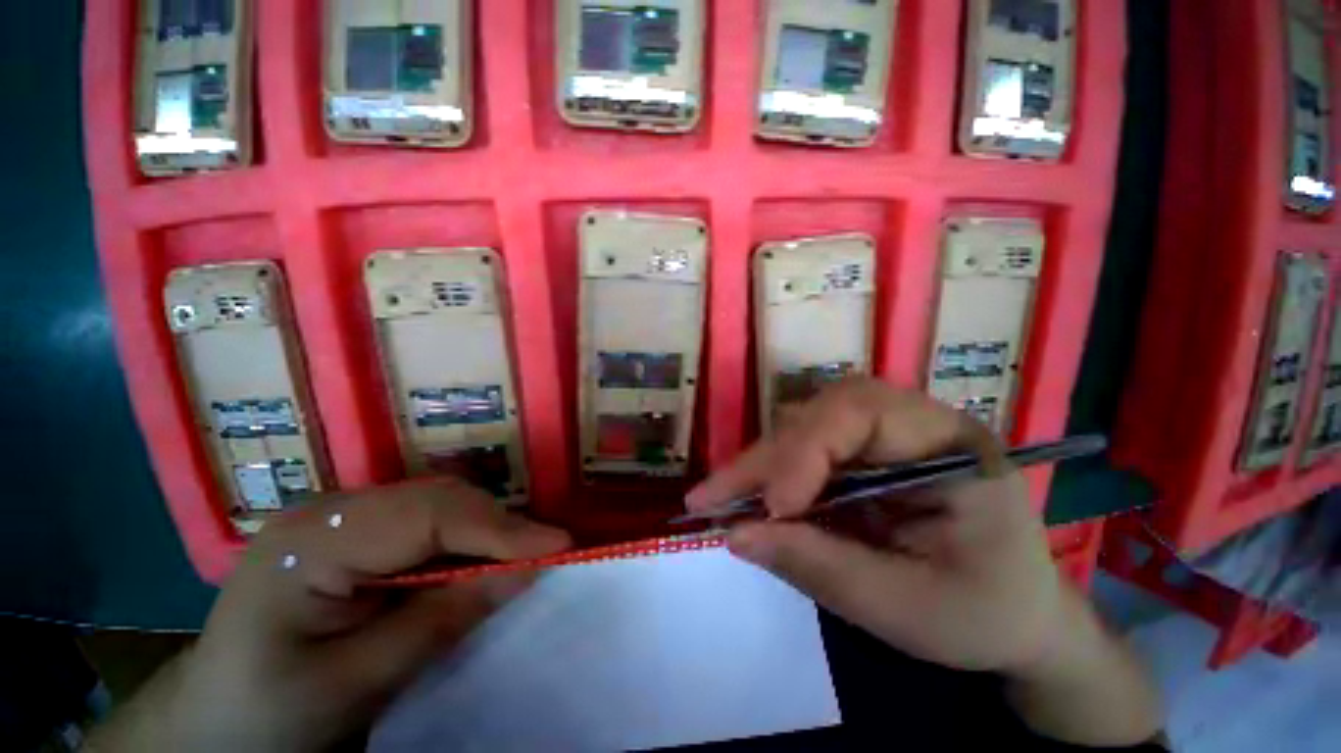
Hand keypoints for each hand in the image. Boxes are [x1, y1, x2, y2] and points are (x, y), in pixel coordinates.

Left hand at [91, 478, 569, 752]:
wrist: (211, 727)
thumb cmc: (267, 716)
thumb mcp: (355, 683)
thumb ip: (442, 622)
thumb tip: (527, 571)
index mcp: (314, 539)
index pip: (430, 514)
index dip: (499, 529)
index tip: (559, 546)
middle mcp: (333, 510)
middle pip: (440, 500)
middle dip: (500, 527)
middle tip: (548, 554)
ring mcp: (345, 517)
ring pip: (442, 506)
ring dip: (488, 532)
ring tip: (524, 557)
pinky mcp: (358, 534)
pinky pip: (430, 524)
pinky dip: (466, 542)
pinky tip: (482, 564)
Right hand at [689, 380, 1059, 672]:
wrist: (1017, 615)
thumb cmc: (982, 616)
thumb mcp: (906, 609)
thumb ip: (819, 566)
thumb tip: (735, 533)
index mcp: (952, 446)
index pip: (862, 411)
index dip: (805, 450)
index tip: (774, 507)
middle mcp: (913, 423)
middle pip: (821, 414)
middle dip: (766, 459)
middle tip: (711, 500)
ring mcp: (884, 434)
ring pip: (803, 426)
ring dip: (761, 464)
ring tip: (722, 501)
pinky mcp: (862, 453)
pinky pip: (804, 448)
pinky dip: (771, 474)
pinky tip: (750, 499)